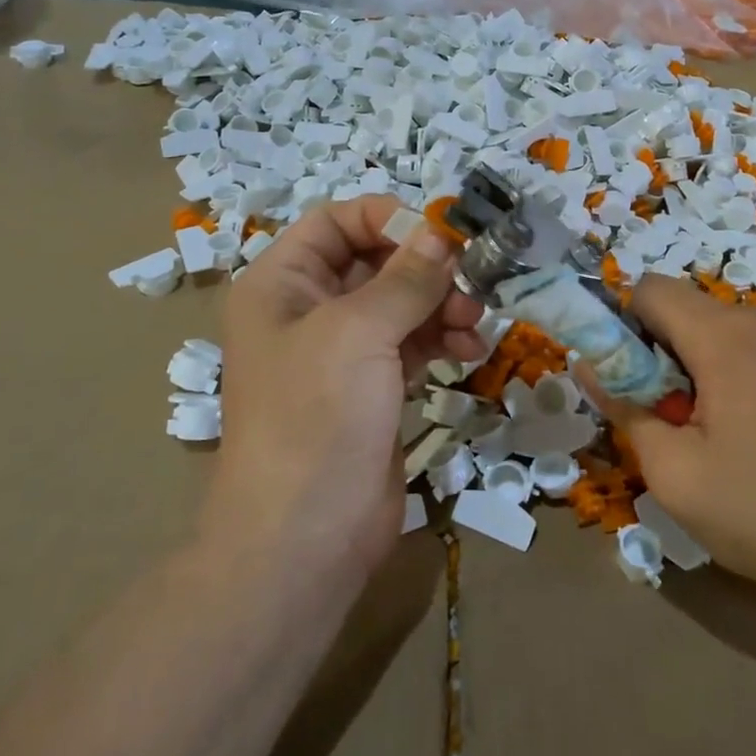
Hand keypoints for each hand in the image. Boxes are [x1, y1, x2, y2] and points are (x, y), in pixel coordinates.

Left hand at [215, 197, 484, 575]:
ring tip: (472, 325)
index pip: (336, 221)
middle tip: (470, 282)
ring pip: (401, 303)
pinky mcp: (372, 388)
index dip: (387, 217)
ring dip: (441, 305)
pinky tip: (468, 352)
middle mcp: (308, 309)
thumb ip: (406, 277)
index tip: (441, 233)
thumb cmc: (316, 417)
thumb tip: (442, 234)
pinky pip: (412, 343)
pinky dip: (440, 339)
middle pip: (375, 261)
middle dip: (425, 268)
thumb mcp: (358, 332)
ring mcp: (342, 352)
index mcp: (282, 283)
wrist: (305, 538)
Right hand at [589, 278, 755, 635]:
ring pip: (732, 331)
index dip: (626, 325)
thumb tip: (591, 365)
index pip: (651, 288)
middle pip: (693, 312)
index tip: (634, 379)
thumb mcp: (676, 477)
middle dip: (671, 355)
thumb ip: (625, 410)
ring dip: (713, 368)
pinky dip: (753, 375)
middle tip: (685, 423)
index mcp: (729, 337)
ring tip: (737, 438)